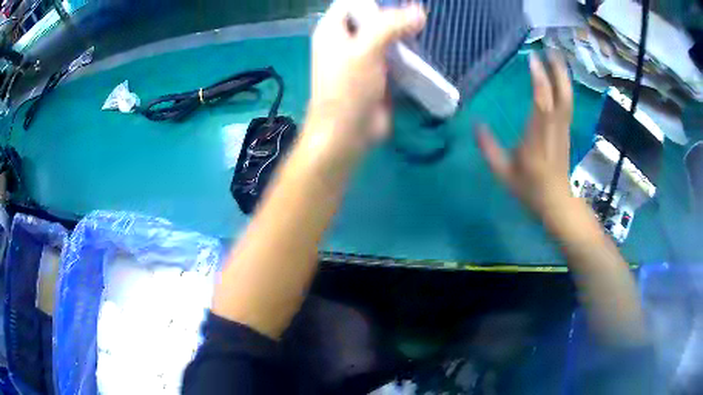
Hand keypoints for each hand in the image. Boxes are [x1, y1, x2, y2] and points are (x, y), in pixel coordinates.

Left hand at [307, 0, 425, 151]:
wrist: (347, 134)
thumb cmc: (348, 89)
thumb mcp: (365, 50)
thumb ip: (390, 25)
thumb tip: (419, 12)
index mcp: (333, 29)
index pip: (352, 2)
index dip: (376, 0)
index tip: (403, 1)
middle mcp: (346, 39)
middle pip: (372, 17)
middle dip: (395, 14)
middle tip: (420, 15)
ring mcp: (363, 57)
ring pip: (386, 36)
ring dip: (404, 33)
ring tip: (426, 28)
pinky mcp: (379, 73)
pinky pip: (395, 55)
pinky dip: (408, 51)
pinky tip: (425, 48)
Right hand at [476, 53, 573, 217]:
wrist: (556, 203)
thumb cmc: (530, 189)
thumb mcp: (503, 173)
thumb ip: (488, 148)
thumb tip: (476, 124)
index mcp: (538, 138)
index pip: (542, 103)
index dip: (539, 79)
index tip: (531, 58)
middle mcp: (554, 129)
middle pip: (561, 95)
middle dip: (557, 71)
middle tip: (549, 49)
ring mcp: (563, 130)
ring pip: (567, 98)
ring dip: (563, 76)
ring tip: (555, 56)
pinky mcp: (566, 131)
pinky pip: (567, 104)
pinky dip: (564, 87)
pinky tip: (559, 78)